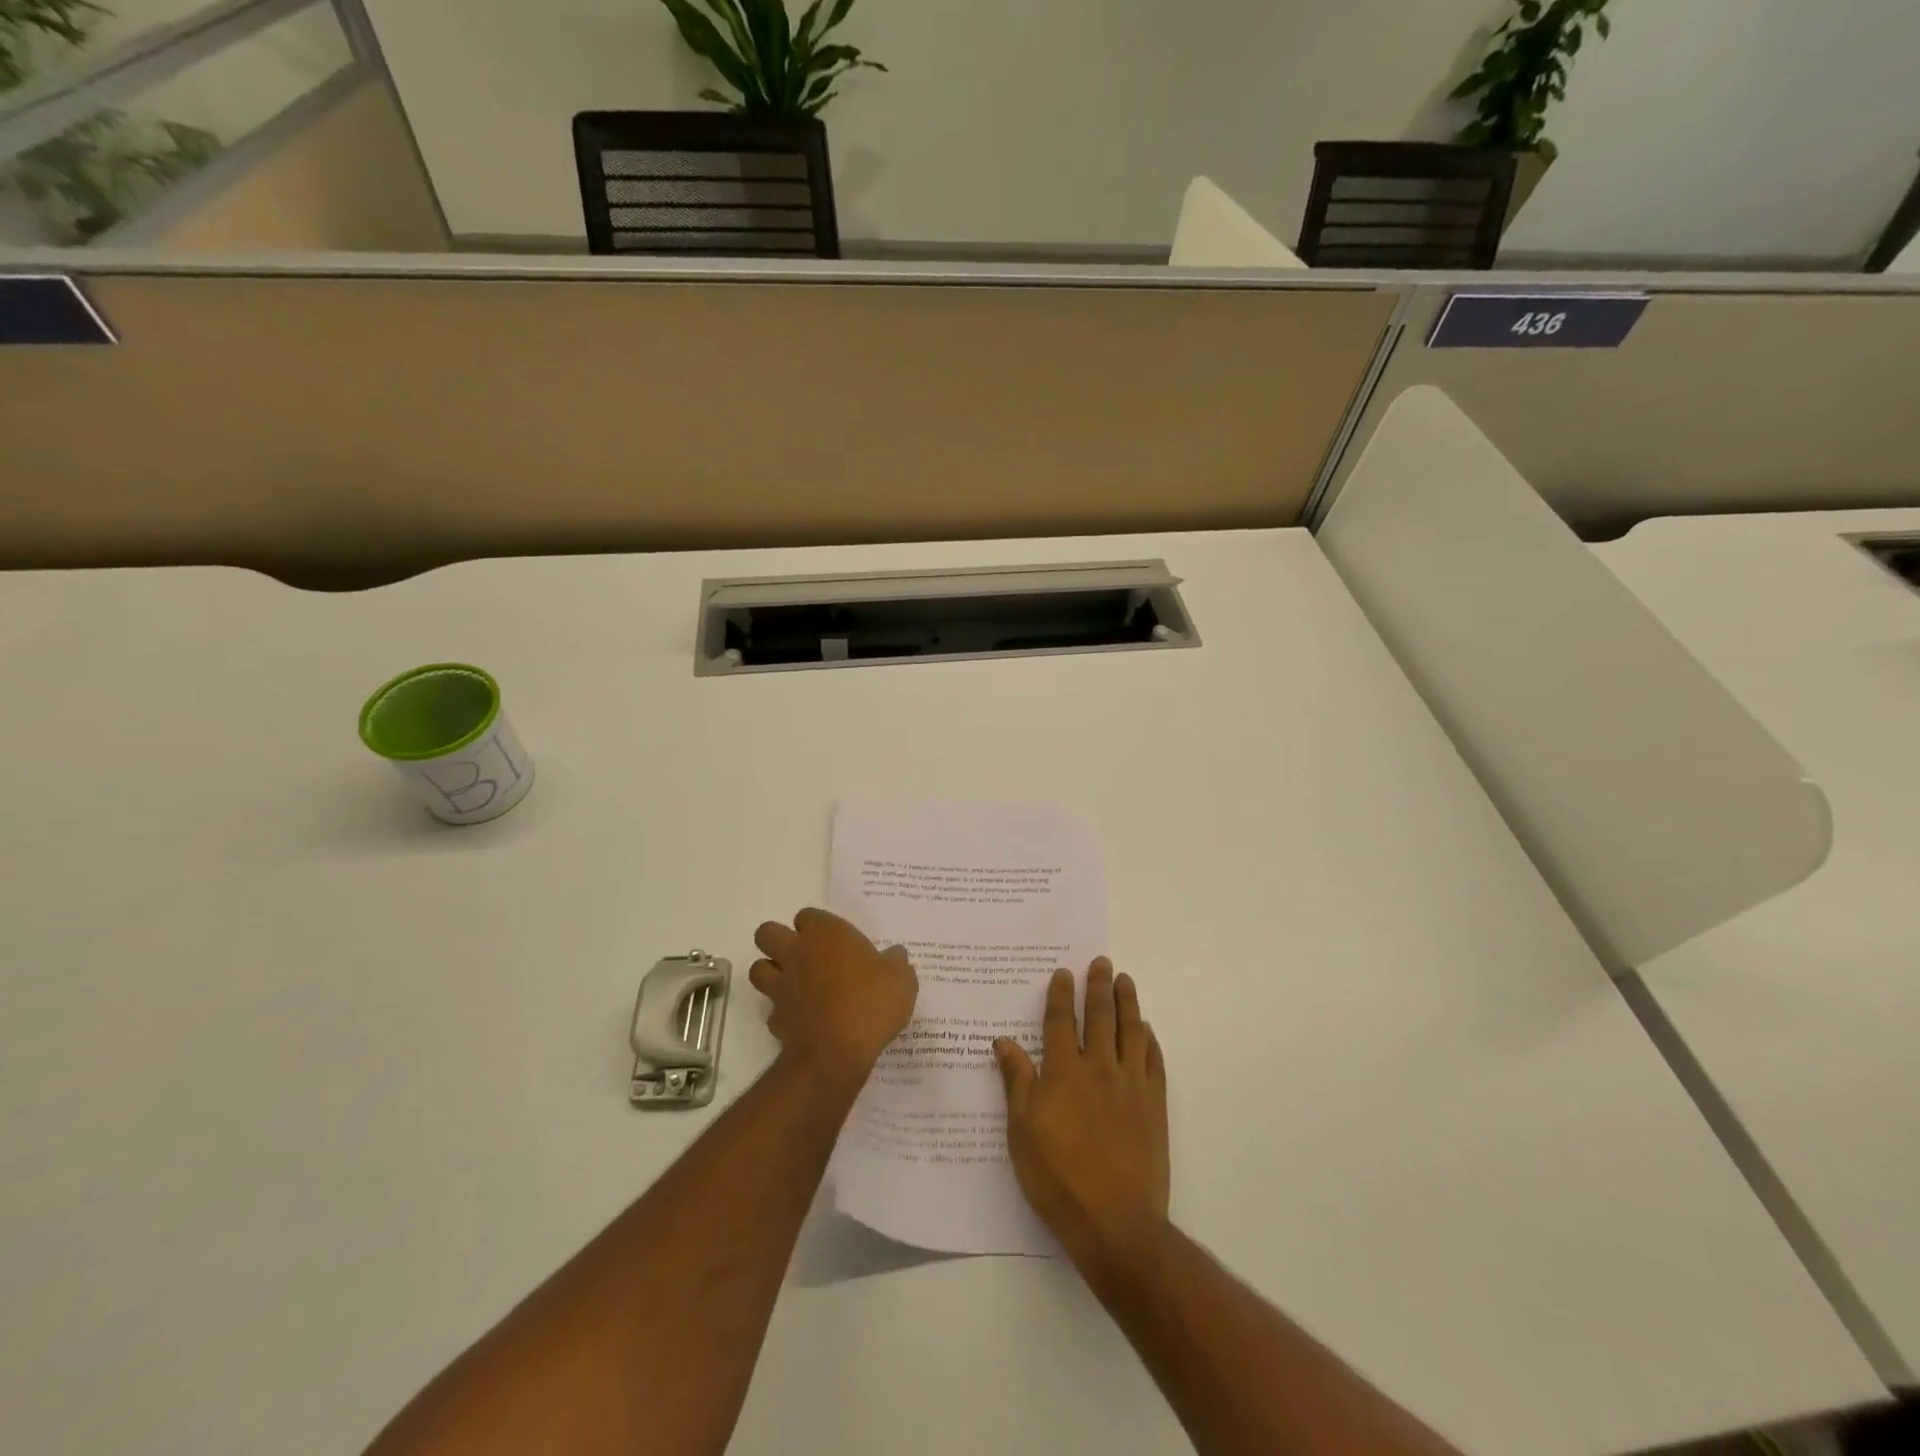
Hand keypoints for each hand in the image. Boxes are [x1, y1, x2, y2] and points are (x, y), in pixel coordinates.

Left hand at [749, 909, 917, 1085]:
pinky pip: (772, 1009)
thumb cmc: (871, 1004)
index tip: (833, 940)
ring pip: (758, 968)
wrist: (837, 1053)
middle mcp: (797, 953)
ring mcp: (781, 986)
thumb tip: (895, 955)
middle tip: (803, 955)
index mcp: (826, 934)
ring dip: (771, 973)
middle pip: (767, 933)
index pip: (808, 915)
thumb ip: (896, 963)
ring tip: (795, 984)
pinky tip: (801, 1020)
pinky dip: (782, 1013)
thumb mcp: (901, 980)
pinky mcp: (775, 1018)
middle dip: (778, 940)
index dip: (816, 926)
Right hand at [995, 959, 1169, 1277]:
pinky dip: (1150, 1041)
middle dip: (1099, 986)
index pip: (1061, 1022)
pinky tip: (1147, 1031)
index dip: (1061, 995)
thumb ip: (1016, 1081)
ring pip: (1130, 1032)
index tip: (1063, 973)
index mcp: (1064, 1073)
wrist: (1115, 1222)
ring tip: (1125, 981)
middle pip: (1100, 1017)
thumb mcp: (1022, 1131)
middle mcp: (1100, 1069)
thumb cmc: (1058, 1178)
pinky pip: (1154, 1062)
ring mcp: (1132, 1086)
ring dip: (1128, 1003)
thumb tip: (1003, 1041)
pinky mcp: (1154, 1106)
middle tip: (1102, 962)